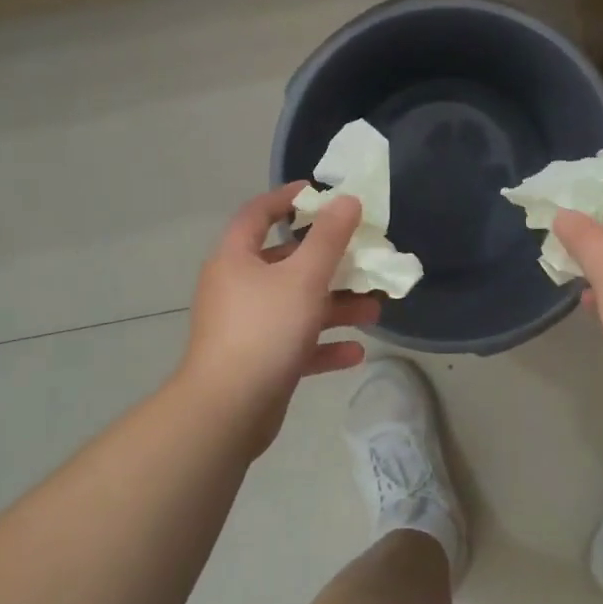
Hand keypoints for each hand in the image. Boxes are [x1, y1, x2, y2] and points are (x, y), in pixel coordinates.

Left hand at [175, 183, 381, 456]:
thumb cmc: (264, 330)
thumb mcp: (303, 277)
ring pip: (296, 306)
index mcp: (236, 259)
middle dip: (329, 263)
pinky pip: (296, 345)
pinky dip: (323, 345)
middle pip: (286, 263)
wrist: (228, 409)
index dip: (289, 198)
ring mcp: (247, 327)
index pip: (259, 213)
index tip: (321, 193)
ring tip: (374, 310)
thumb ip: (329, 238)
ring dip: (335, 306)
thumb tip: (346, 200)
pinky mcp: (258, 362)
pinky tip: (355, 352)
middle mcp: (237, 288)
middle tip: (364, 259)